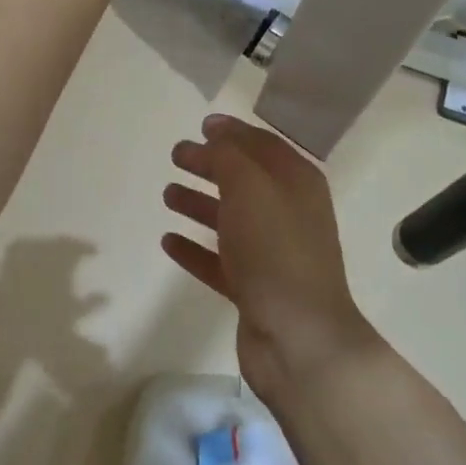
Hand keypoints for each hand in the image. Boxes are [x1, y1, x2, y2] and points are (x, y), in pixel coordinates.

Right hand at [161, 113, 377, 398]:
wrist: (299, 339)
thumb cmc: (275, 250)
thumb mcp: (250, 188)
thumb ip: (228, 156)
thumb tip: (215, 134)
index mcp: (297, 184)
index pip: (263, 145)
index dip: (233, 132)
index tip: (201, 124)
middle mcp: (288, 213)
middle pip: (243, 180)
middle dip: (210, 165)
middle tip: (176, 156)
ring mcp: (272, 254)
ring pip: (230, 219)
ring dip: (199, 204)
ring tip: (167, 195)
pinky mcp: (254, 289)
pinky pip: (219, 260)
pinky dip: (195, 248)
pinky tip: (168, 241)